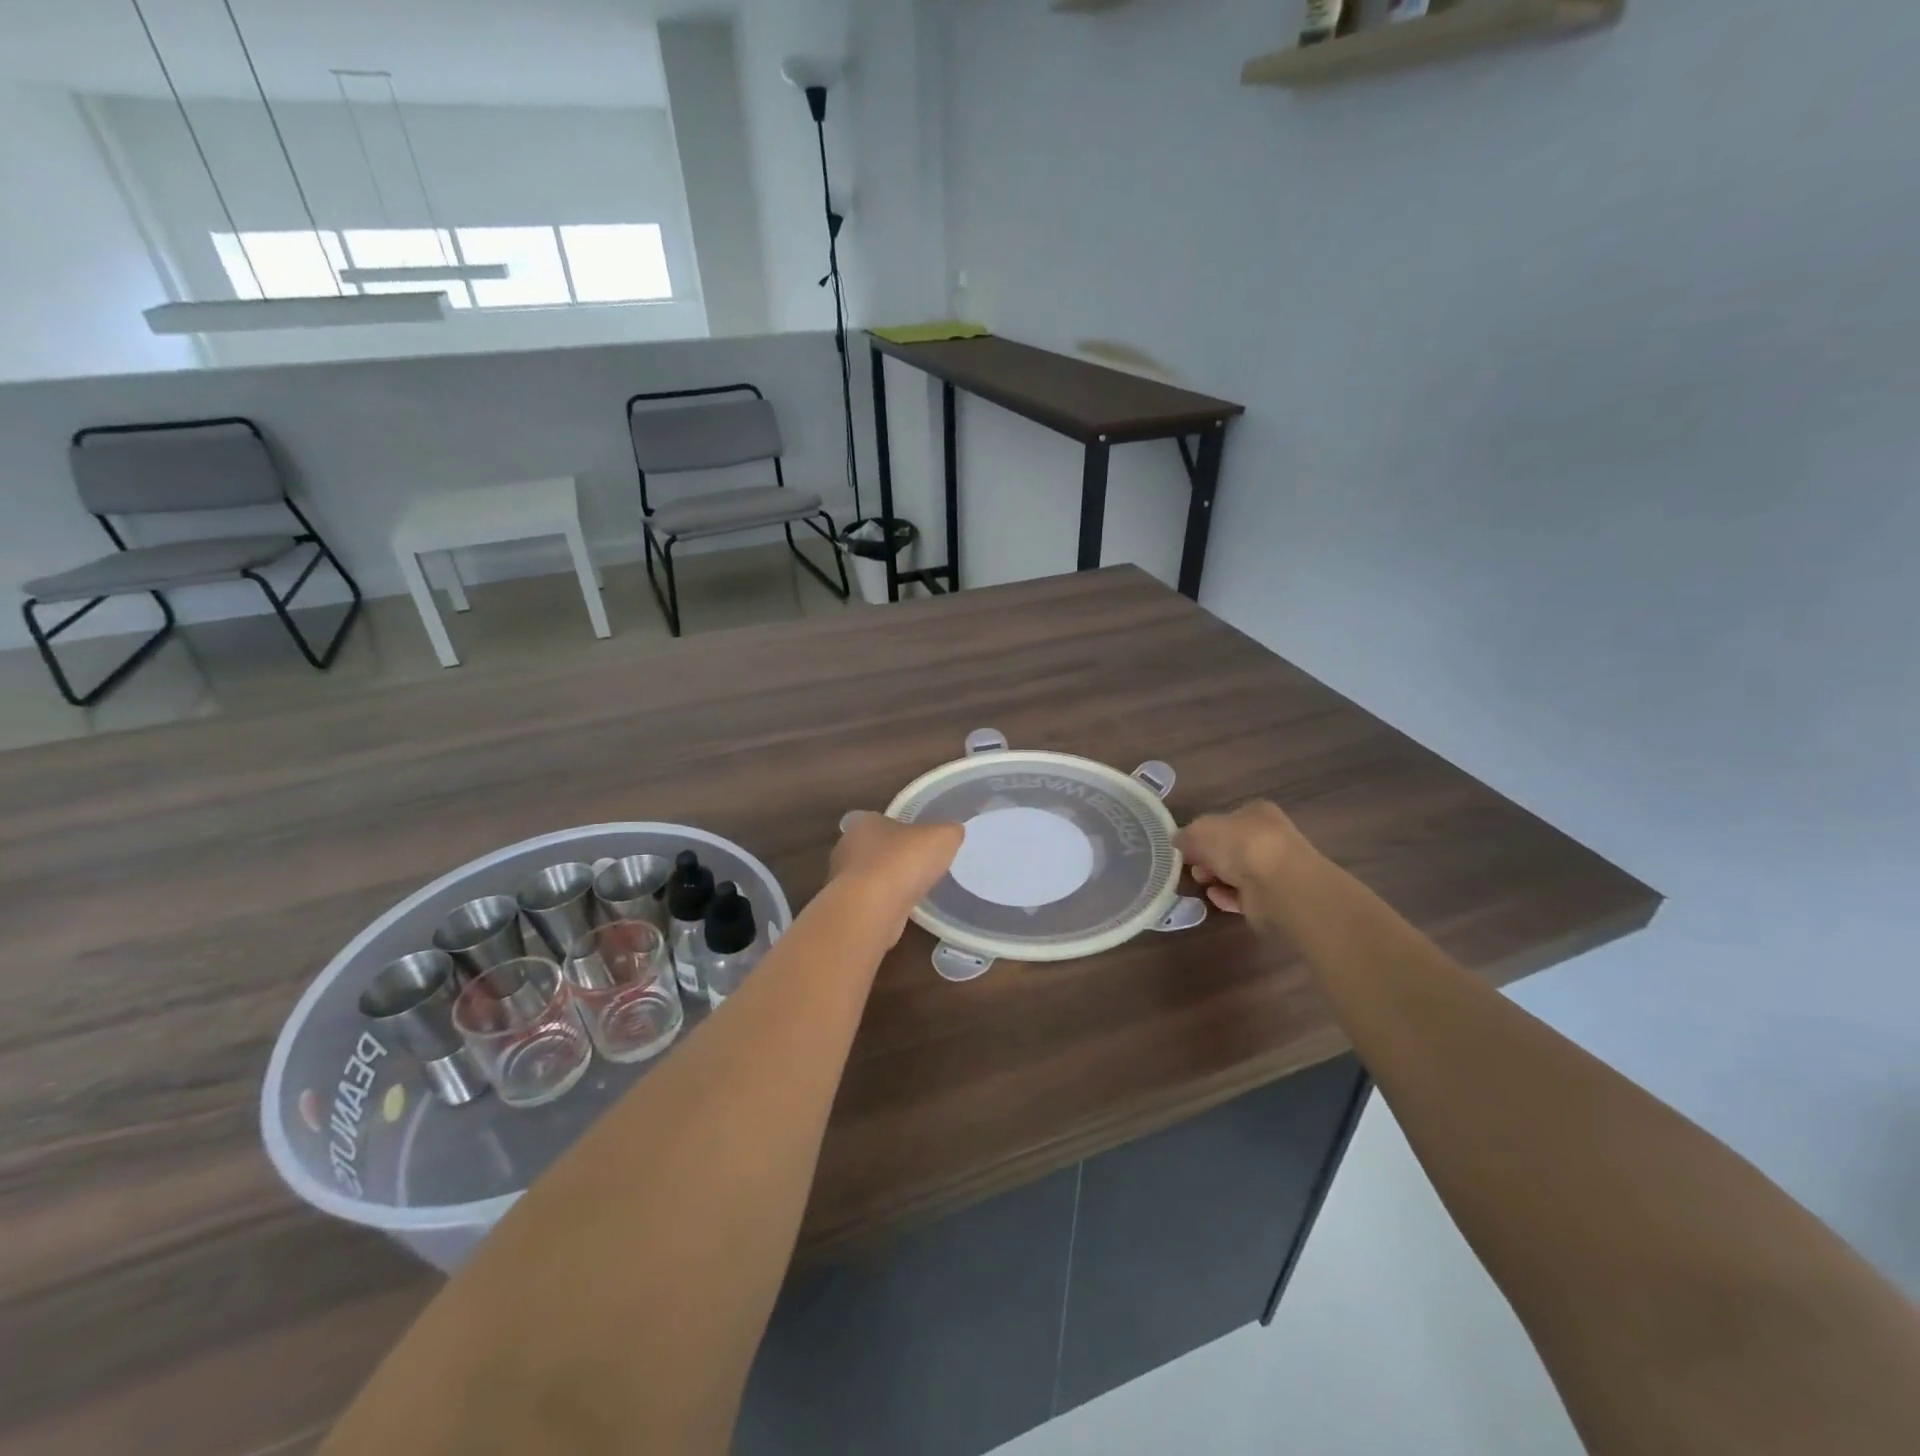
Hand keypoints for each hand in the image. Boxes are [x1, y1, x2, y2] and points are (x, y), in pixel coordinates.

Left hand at [830, 812, 963, 932]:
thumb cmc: (903, 862)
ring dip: (886, 883)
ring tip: (913, 891)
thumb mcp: (942, 837)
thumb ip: (949, 832)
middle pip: (873, 848)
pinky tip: (901, 911)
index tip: (919, 842)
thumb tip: (952, 834)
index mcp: (865, 822)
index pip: (881, 820)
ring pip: (869, 877)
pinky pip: (868, 901)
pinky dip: (883, 905)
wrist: (872, 909)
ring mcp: (842, 880)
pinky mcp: (846, 908)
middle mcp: (847, 847)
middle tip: (918, 866)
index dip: (901, 830)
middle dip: (893, 857)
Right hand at [1174, 801, 1311, 930]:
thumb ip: (1187, 834)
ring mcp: (1272, 869)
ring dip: (1216, 877)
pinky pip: (1243, 895)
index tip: (1186, 846)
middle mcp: (1268, 838)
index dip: (1203, 832)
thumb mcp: (1200, 831)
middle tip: (1191, 864)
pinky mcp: (1272, 897)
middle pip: (1230, 847)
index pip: (1226, 819)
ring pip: (1236, 871)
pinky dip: (1227, 896)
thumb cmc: (1239, 845)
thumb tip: (1179, 840)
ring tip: (1201, 882)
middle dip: (1208, 857)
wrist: (1278, 886)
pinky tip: (1215, 896)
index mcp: (1257, 813)